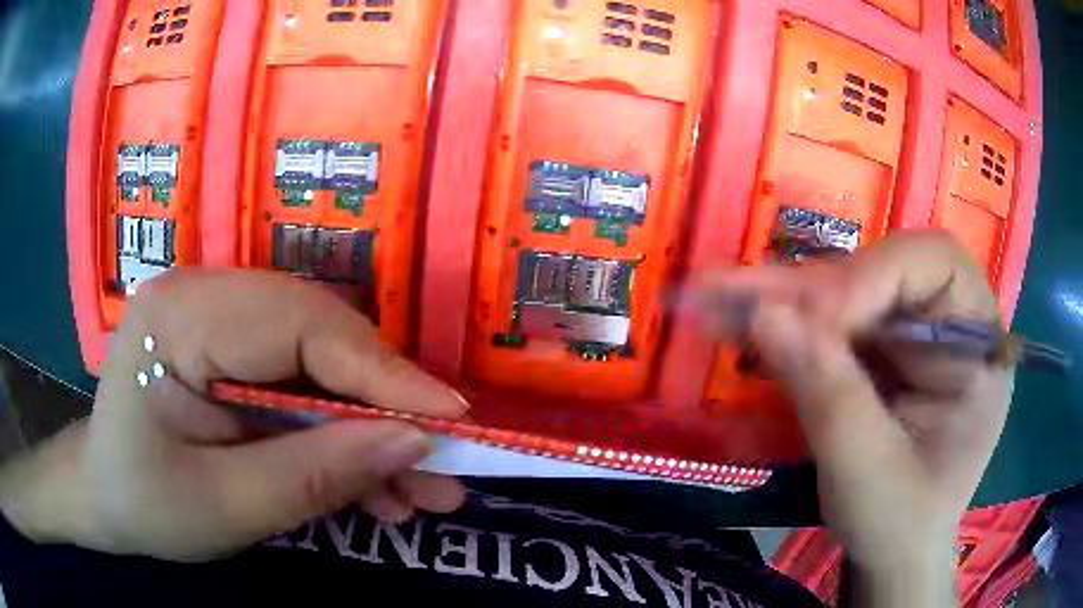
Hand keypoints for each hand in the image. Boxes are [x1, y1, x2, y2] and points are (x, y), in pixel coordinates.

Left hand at [0, 271, 468, 560]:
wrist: (104, 498)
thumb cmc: (145, 504)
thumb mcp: (225, 508)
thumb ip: (315, 476)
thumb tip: (413, 444)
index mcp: (180, 317)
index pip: (300, 325)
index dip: (381, 373)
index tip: (451, 419)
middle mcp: (204, 295)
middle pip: (319, 335)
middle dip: (384, 404)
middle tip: (443, 460)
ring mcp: (219, 319)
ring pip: (319, 362)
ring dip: (371, 427)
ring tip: (421, 489)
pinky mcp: (232, 351)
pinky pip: (301, 383)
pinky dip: (340, 434)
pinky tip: (374, 486)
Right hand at [701, 231, 1012, 604]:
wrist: (892, 555)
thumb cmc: (900, 524)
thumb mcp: (870, 473)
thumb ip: (829, 395)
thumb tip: (766, 315)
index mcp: (978, 346)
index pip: (936, 266)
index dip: (875, 276)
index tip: (814, 319)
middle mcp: (947, 323)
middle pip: (881, 272)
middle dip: (811, 289)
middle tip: (736, 294)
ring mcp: (910, 336)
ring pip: (846, 292)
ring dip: (781, 298)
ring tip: (716, 297)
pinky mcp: (878, 352)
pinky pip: (828, 323)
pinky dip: (781, 323)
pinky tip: (735, 318)